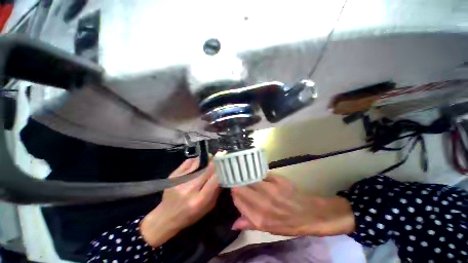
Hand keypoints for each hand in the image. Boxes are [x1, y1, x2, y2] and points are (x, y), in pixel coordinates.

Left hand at [140, 158, 220, 246]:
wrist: (165, 216)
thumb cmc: (189, 215)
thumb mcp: (207, 208)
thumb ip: (216, 192)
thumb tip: (222, 176)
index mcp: (199, 200)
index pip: (214, 180)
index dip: (221, 171)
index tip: (225, 165)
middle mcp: (189, 189)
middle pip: (206, 170)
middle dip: (214, 163)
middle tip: (219, 158)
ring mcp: (180, 181)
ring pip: (198, 164)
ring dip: (206, 160)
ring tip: (210, 158)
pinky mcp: (173, 176)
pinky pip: (188, 162)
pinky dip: (196, 160)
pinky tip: (198, 162)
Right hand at [231, 173, 354, 236]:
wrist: (309, 214)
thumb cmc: (288, 224)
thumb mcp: (267, 229)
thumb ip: (249, 224)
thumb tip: (233, 223)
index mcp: (259, 217)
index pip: (238, 199)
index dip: (235, 194)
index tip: (235, 191)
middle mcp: (263, 202)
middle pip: (242, 186)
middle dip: (239, 184)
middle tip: (241, 183)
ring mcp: (271, 189)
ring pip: (250, 178)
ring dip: (248, 179)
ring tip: (249, 180)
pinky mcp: (278, 179)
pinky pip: (262, 175)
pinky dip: (259, 176)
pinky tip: (261, 178)